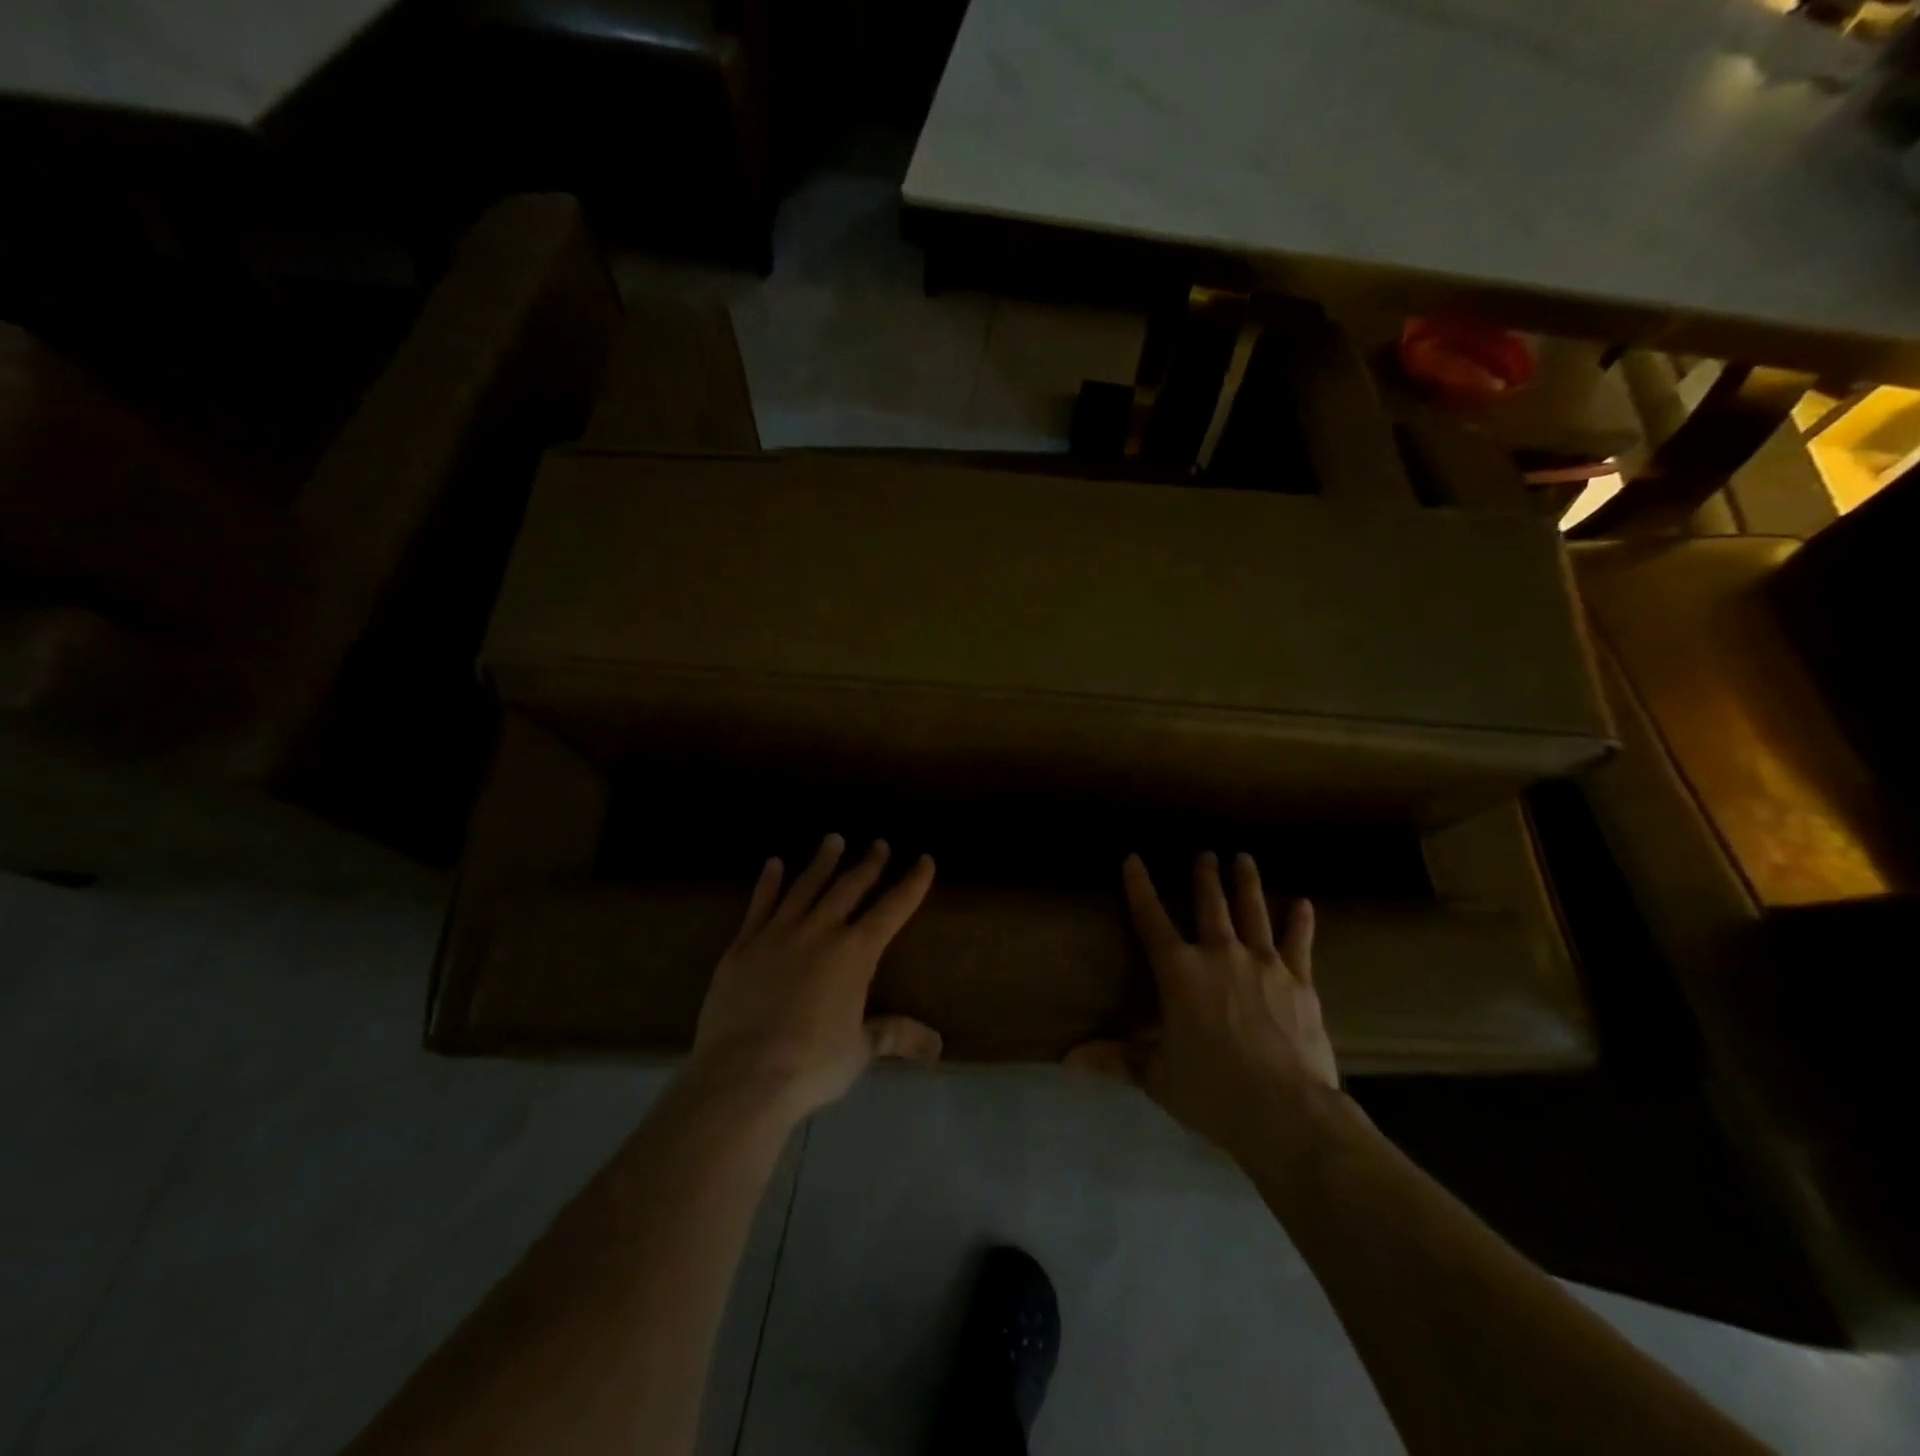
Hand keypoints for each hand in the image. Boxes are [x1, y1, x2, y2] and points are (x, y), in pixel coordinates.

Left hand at [689, 834, 941, 1121]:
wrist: (743, 1074)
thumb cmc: (811, 1064)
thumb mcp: (860, 1050)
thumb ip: (895, 1035)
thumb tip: (936, 1046)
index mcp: (855, 954)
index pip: (892, 909)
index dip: (912, 884)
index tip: (924, 860)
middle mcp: (820, 932)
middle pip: (849, 887)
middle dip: (868, 864)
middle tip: (879, 844)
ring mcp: (778, 933)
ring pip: (806, 886)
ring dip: (822, 861)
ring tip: (833, 839)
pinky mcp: (744, 945)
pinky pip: (760, 904)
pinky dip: (769, 882)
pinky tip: (774, 863)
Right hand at [1071, 852, 1338, 1159]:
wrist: (1286, 1110)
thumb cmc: (1212, 1090)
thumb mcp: (1157, 1076)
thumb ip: (1117, 1059)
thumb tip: (1067, 1060)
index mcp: (1178, 972)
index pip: (1150, 919)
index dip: (1139, 887)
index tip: (1133, 859)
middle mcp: (1219, 955)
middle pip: (1210, 905)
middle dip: (1205, 876)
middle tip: (1206, 854)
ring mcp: (1264, 964)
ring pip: (1253, 912)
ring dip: (1246, 883)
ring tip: (1244, 858)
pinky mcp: (1300, 981)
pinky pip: (1298, 942)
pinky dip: (1300, 921)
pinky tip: (1303, 904)